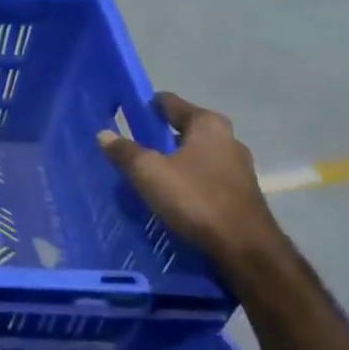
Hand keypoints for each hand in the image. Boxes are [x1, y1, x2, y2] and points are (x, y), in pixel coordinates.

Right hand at [98, 92, 281, 263]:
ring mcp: (236, 167)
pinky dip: (184, 180)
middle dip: (157, 135)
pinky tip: (168, 194)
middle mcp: (227, 139)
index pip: (170, 103)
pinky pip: (202, 177)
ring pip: (193, 155)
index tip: (122, 112)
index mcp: (208, 124)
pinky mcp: (238, 193)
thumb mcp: (149, 172)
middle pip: (183, 129)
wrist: (244, 247)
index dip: (144, 106)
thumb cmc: (196, 198)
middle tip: (128, 144)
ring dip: (171, 159)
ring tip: (143, 172)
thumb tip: (104, 134)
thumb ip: (125, 151)